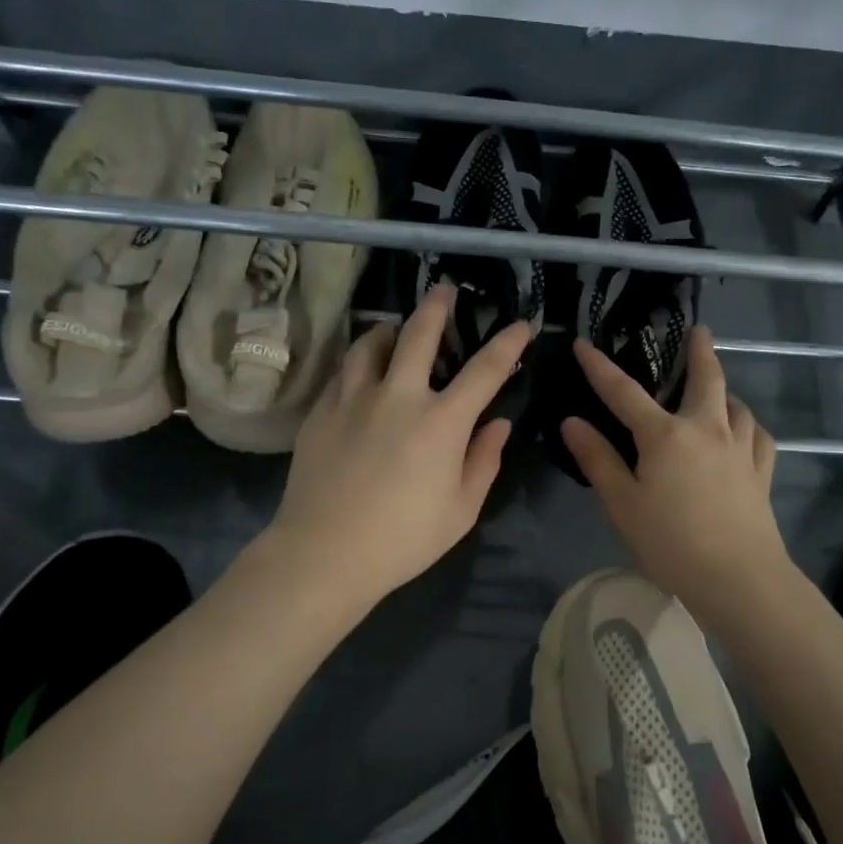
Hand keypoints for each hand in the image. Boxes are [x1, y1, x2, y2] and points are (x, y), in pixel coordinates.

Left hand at [267, 285, 530, 610]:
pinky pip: (343, 371)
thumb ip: (484, 461)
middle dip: (437, 306)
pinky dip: (359, 361)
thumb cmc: (403, 539)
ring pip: (370, 343)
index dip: (507, 344)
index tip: (521, 324)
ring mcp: (353, 399)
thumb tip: (498, 424)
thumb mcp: (461, 510)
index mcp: (441, 423)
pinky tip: (362, 370)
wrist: (324, 553)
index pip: (484, 371)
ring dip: (389, 329)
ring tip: (395, 328)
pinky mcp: (321, 411)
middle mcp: (398, 397)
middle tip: (445, 290)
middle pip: (418, 334)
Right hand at [559, 325, 789, 611]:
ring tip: (718, 390)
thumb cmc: (670, 542)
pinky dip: (748, 425)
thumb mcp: (622, 504)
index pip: (624, 392)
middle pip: (706, 379)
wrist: (738, 577)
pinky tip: (745, 432)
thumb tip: (572, 422)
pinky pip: (759, 436)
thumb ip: (598, 460)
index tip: (584, 344)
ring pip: (737, 405)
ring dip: (725, 390)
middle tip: (700, 331)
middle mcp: (707, 429)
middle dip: (701, 351)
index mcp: (665, 435)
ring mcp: (740, 449)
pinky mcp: (762, 472)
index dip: (600, 368)